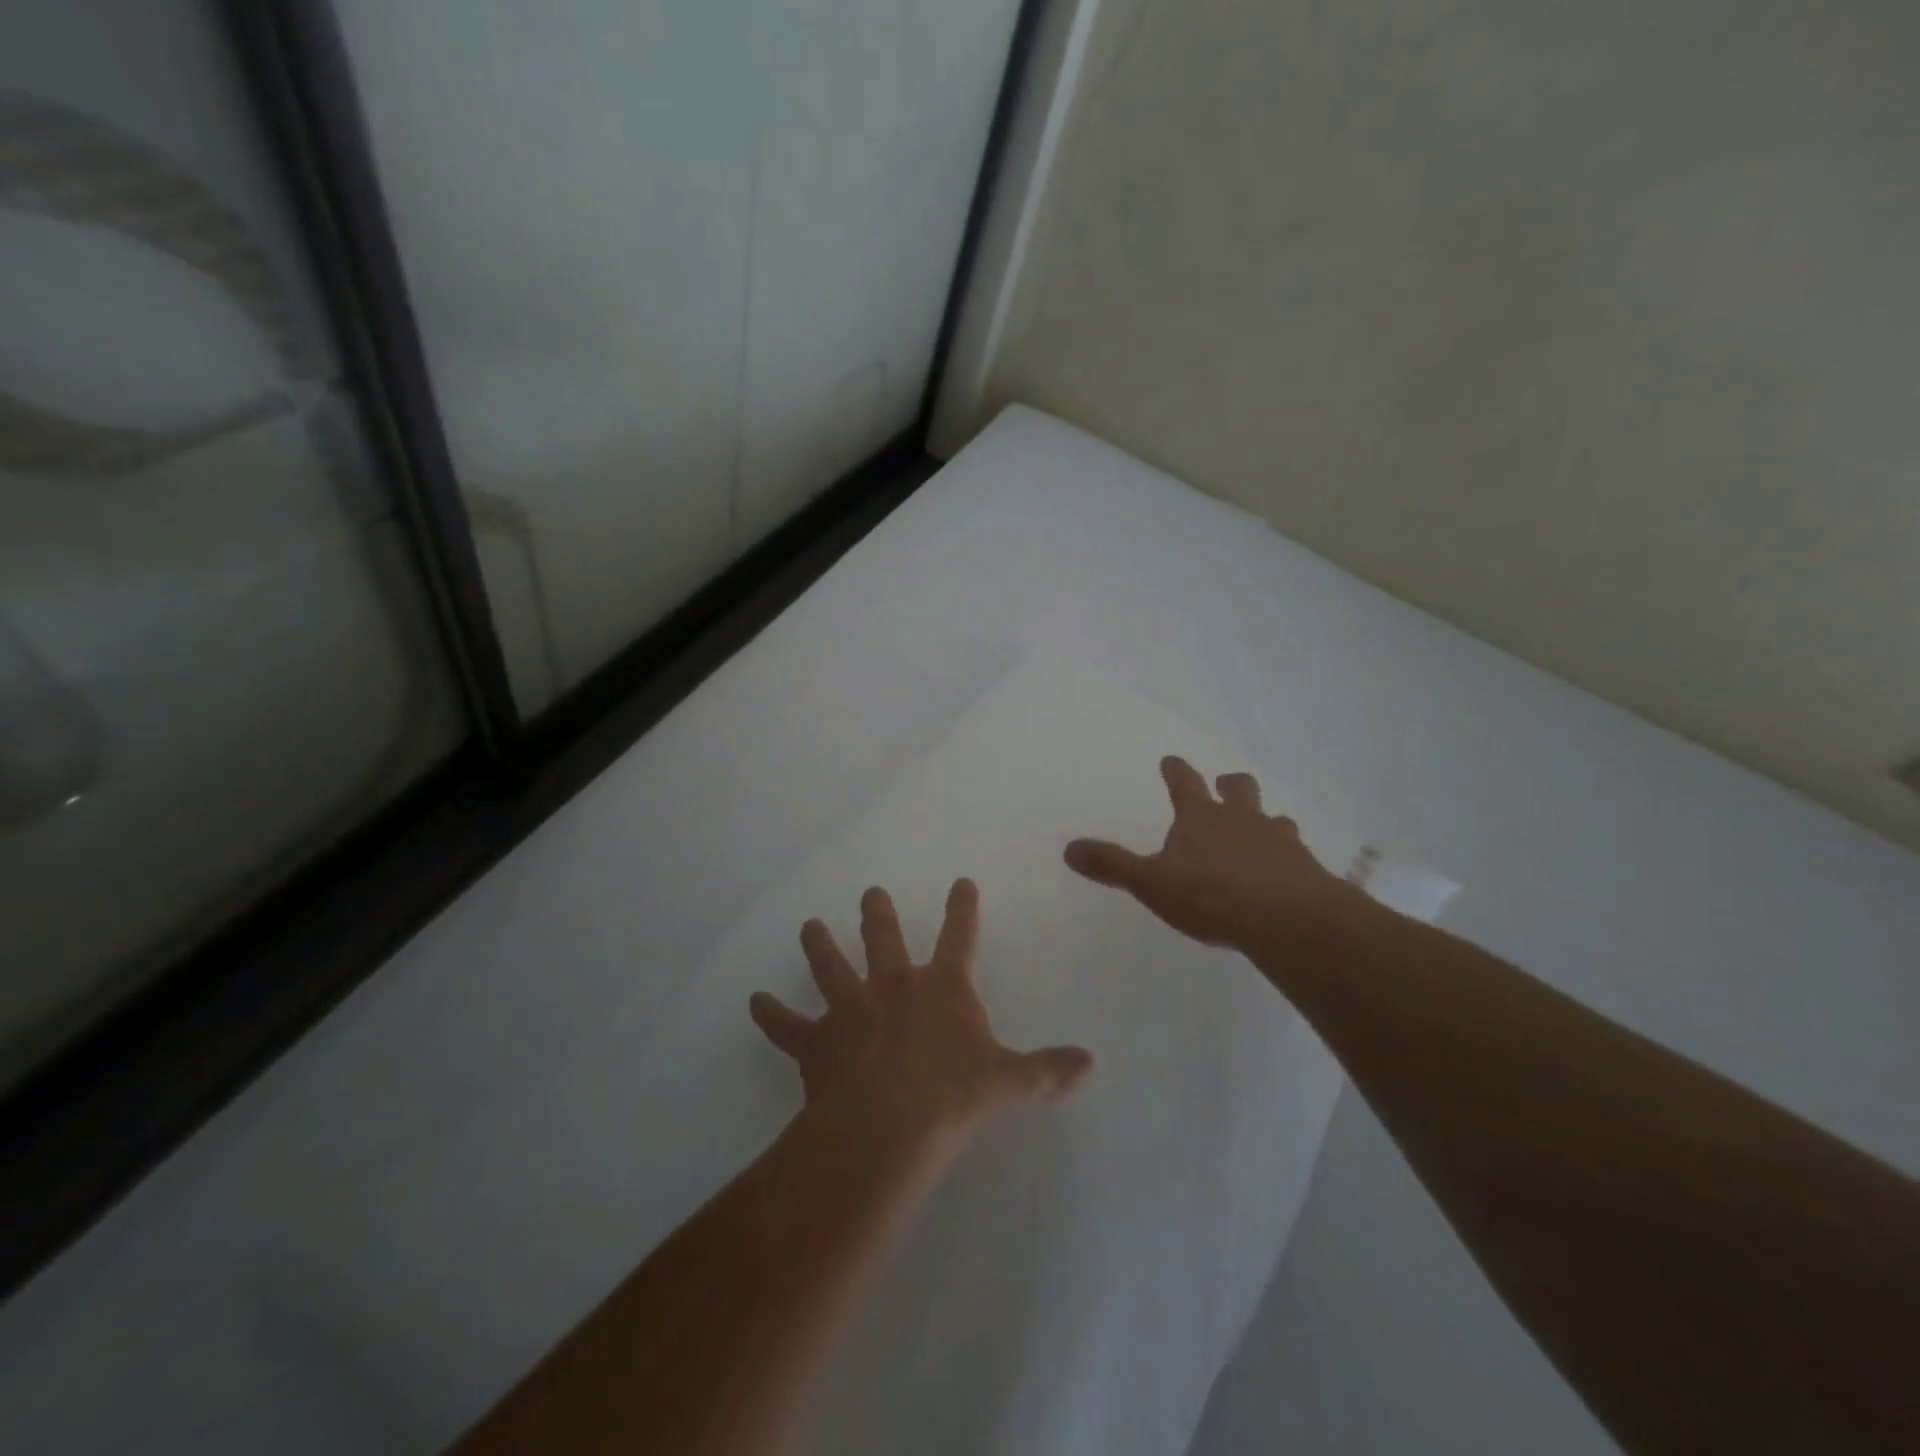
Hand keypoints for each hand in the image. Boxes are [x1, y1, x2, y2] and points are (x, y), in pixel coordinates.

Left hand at [749, 880, 1093, 1154]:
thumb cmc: (953, 1096)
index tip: (961, 882)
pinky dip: (770, 1015)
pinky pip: (786, 1025)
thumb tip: (1091, 1064)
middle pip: (883, 937)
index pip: (958, 936)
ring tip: (809, 926)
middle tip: (870, 893)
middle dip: (878, 914)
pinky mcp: (816, 1041)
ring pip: (830, 967)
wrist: (889, 1125)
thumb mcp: (1008, 1083)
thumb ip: (1047, 1070)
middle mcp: (893, 985)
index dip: (962, 908)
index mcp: (941, 988)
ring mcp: (850, 1009)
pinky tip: (752, 1002)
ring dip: (819, 945)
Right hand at [1064, 756, 1358, 954]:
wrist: (1288, 919)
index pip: (1184, 783)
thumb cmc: (1212, 896)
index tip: (1171, 760)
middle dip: (1229, 784)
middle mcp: (1242, 819)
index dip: (1176, 770)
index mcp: (1201, 818)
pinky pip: (1297, 853)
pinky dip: (1288, 858)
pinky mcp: (1306, 867)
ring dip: (1264, 821)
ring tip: (1262, 833)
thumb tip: (1069, 848)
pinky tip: (1286, 875)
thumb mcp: (1152, 883)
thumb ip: (1112, 866)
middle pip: (1239, 788)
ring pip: (1274, 818)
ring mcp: (1278, 840)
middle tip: (1224, 785)